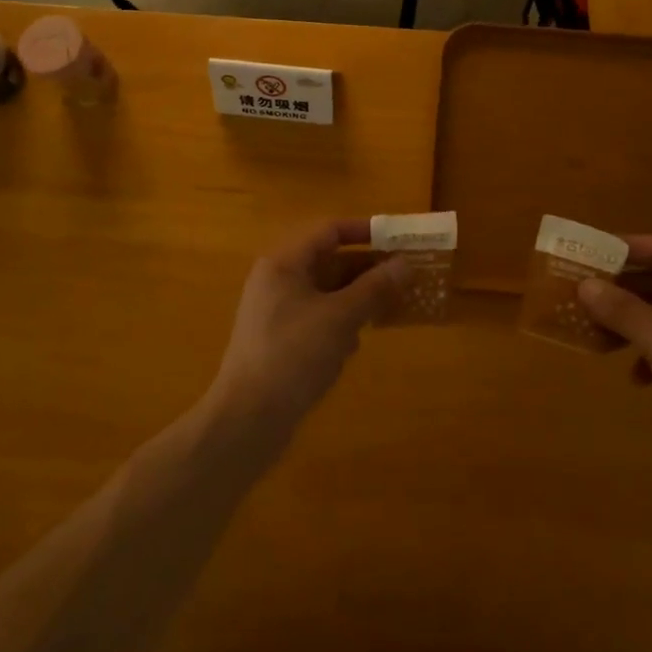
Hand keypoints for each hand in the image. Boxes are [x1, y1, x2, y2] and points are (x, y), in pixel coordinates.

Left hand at [205, 219, 402, 449]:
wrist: (247, 421)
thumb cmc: (293, 356)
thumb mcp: (340, 317)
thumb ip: (374, 287)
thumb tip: (404, 264)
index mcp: (284, 263)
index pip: (329, 230)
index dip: (365, 231)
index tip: (398, 241)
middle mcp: (277, 280)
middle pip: (328, 261)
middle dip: (366, 269)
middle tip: (403, 278)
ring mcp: (276, 312)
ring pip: (325, 292)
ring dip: (356, 298)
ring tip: (388, 309)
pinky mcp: (279, 340)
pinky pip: (317, 317)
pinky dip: (339, 323)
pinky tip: (353, 345)